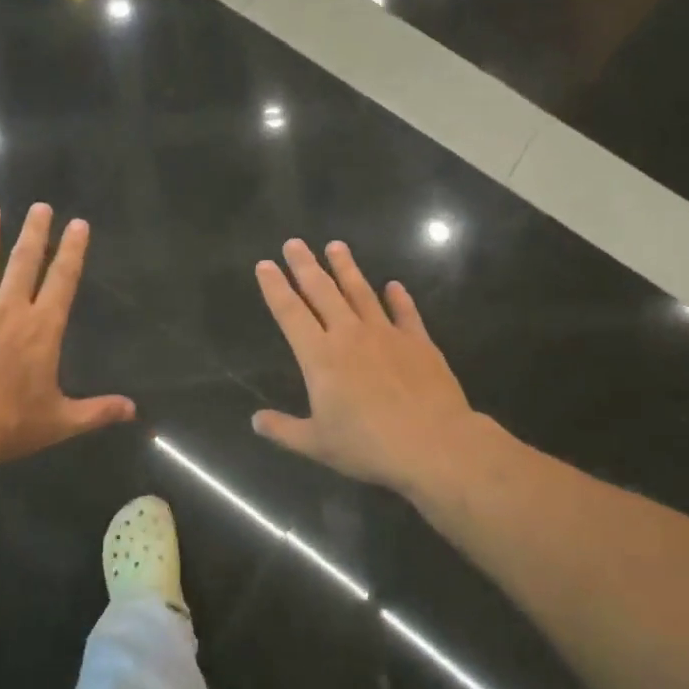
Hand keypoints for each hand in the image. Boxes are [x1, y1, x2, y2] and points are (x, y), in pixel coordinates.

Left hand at [0, 201, 133, 473]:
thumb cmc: (6, 426)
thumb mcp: (59, 422)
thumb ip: (97, 412)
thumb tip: (133, 410)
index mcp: (41, 329)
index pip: (62, 280)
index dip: (72, 250)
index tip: (78, 223)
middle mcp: (8, 310)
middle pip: (23, 261)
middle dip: (34, 231)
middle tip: (39, 206)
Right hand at [251, 238, 478, 496]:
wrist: (433, 443)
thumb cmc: (368, 445)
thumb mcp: (317, 444)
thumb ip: (284, 429)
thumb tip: (255, 420)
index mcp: (320, 357)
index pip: (290, 313)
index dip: (275, 287)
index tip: (265, 265)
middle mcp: (349, 335)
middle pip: (322, 291)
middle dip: (305, 265)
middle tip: (294, 243)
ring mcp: (386, 334)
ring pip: (361, 292)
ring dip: (346, 268)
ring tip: (336, 245)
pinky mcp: (418, 341)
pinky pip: (405, 312)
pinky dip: (398, 298)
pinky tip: (394, 285)